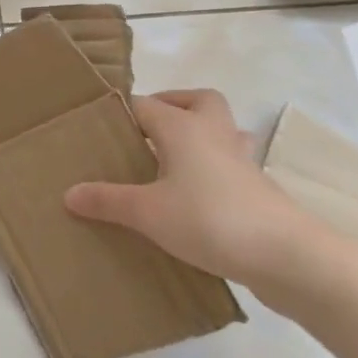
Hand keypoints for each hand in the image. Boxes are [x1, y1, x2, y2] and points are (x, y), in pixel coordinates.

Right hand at [64, 90, 319, 293]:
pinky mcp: (259, 189)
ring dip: (199, 135)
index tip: (98, 127)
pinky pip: (231, 164)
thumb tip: (68, 193)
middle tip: (147, 131)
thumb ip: (107, 200)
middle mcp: (214, 134)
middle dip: (173, 106)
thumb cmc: (209, 219)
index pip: (144, 104)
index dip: (121, 111)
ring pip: (221, 130)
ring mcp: (242, 161)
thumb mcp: (146, 212)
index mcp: (183, 128)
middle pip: (198, 100)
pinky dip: (213, 169)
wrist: (288, 256)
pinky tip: (196, 195)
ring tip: (172, 160)